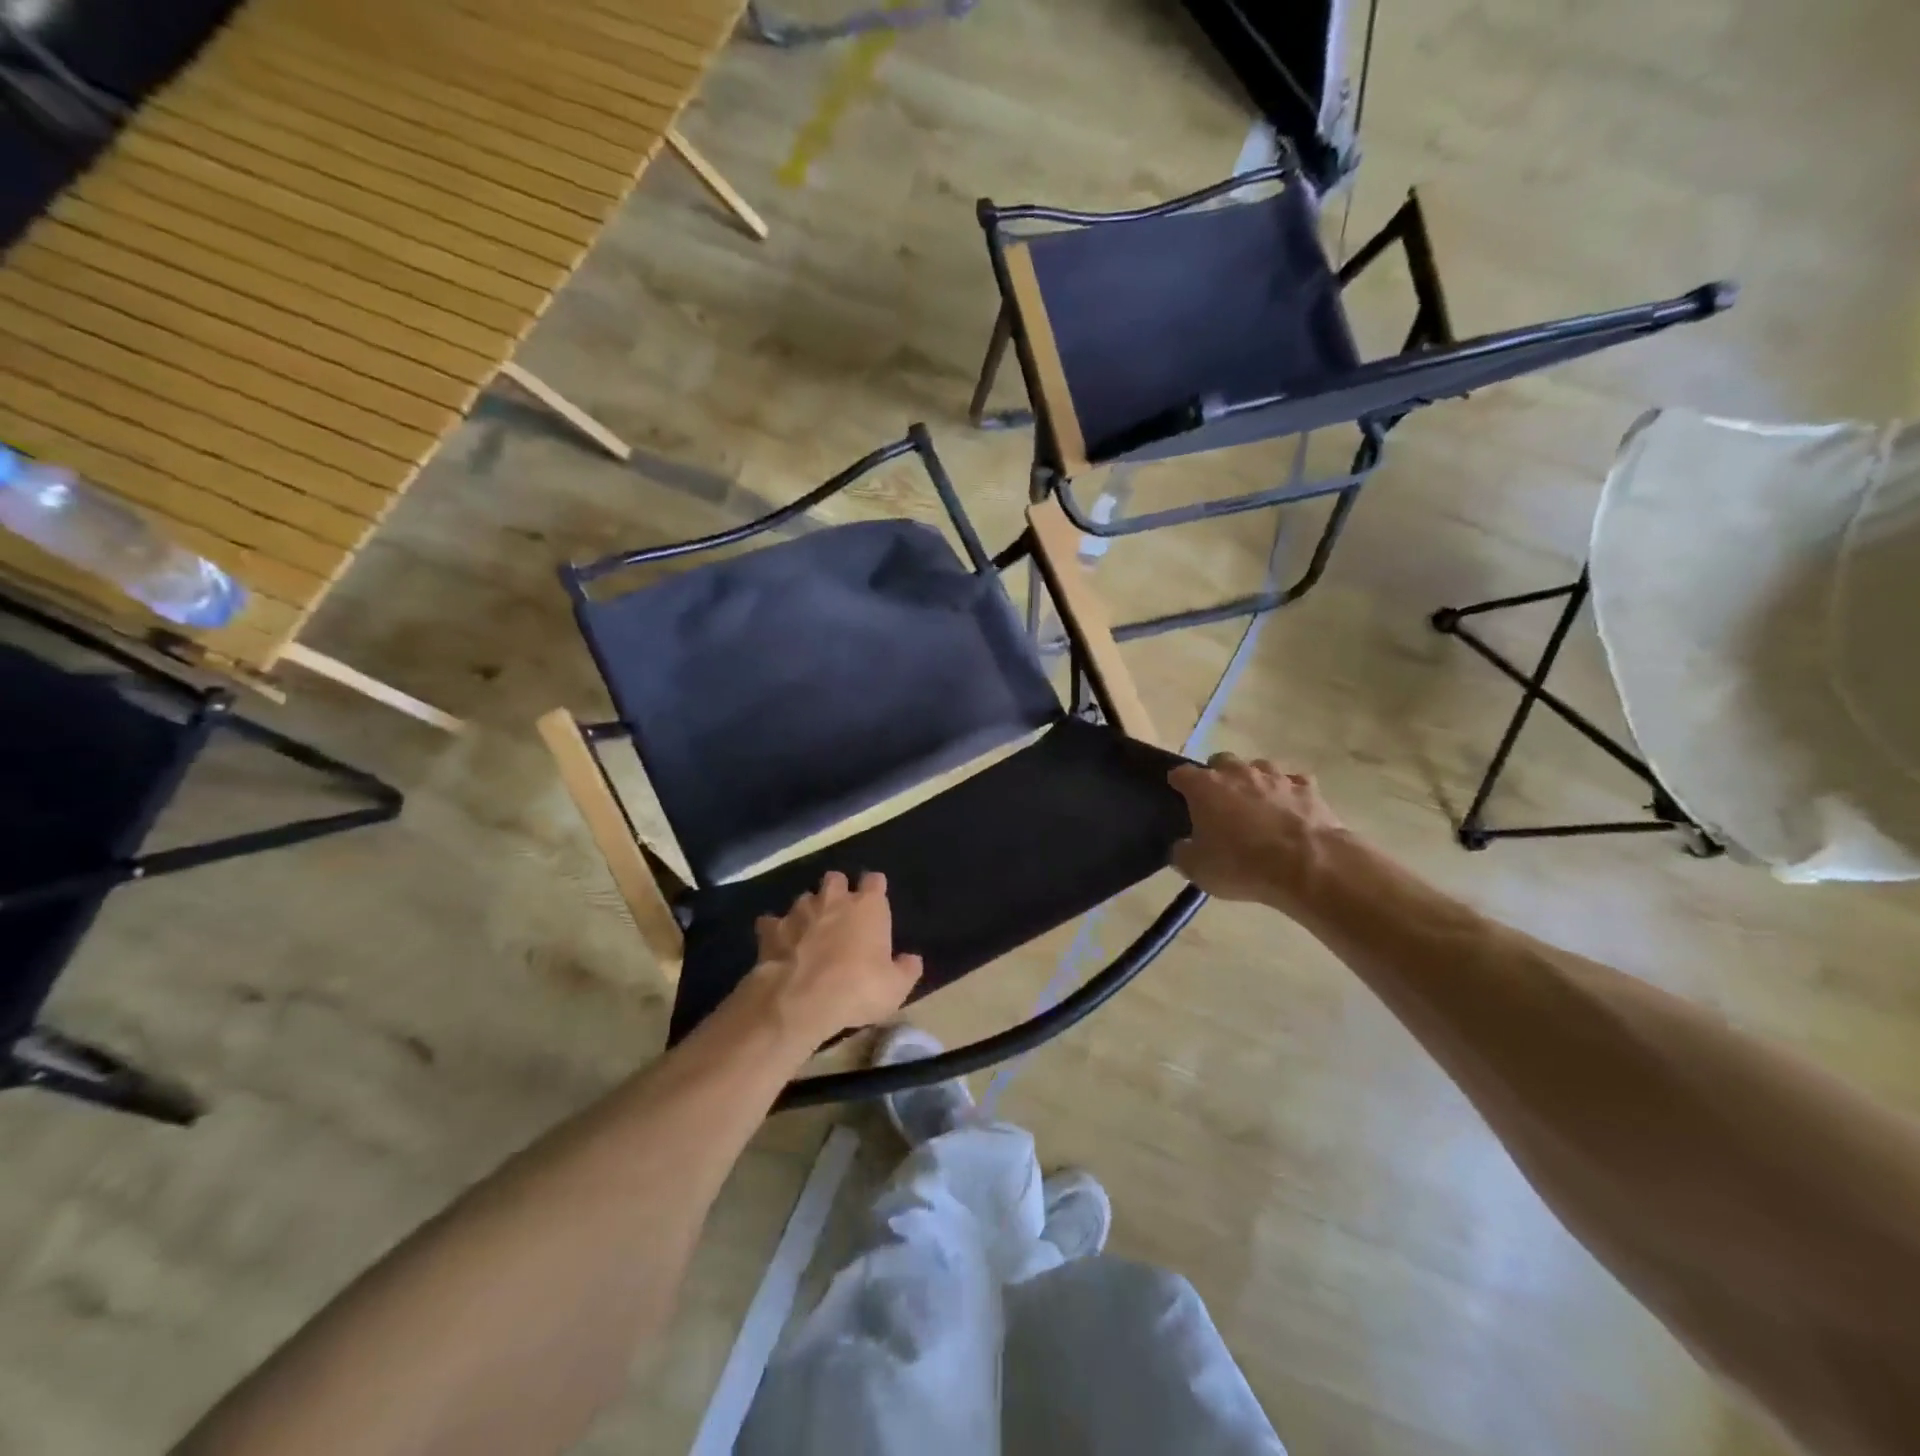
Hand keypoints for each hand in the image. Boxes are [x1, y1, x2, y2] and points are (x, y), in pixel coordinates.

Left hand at [748, 871, 922, 1046]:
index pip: (875, 881)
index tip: (875, 900)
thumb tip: (912, 960)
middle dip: (837, 890)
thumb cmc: (857, 988)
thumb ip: (906, 970)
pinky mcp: (772, 929)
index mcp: (868, 907)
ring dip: (808, 910)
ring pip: (804, 898)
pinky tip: (778, 944)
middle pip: (835, 879)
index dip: (875, 888)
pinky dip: (775, 930)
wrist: (800, 999)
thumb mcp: (895, 988)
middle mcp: (834, 900)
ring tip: (809, 930)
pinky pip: (771, 922)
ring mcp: (799, 911)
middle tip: (839, 912)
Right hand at [1168, 754, 1345, 910]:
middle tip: (1218, 802)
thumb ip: (1182, 853)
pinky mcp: (1308, 789)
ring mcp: (1276, 777)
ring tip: (1256, 805)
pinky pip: (1294, 783)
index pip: (1181, 773)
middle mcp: (1239, 773)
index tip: (1177, 795)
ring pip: (1259, 767)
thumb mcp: (1197, 869)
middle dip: (1217, 776)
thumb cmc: (1242, 865)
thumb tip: (1182, 846)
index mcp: (1206, 787)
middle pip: (1221, 761)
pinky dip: (1288, 793)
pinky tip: (1289, 810)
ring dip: (1254, 781)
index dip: (1178, 783)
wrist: (1309, 866)